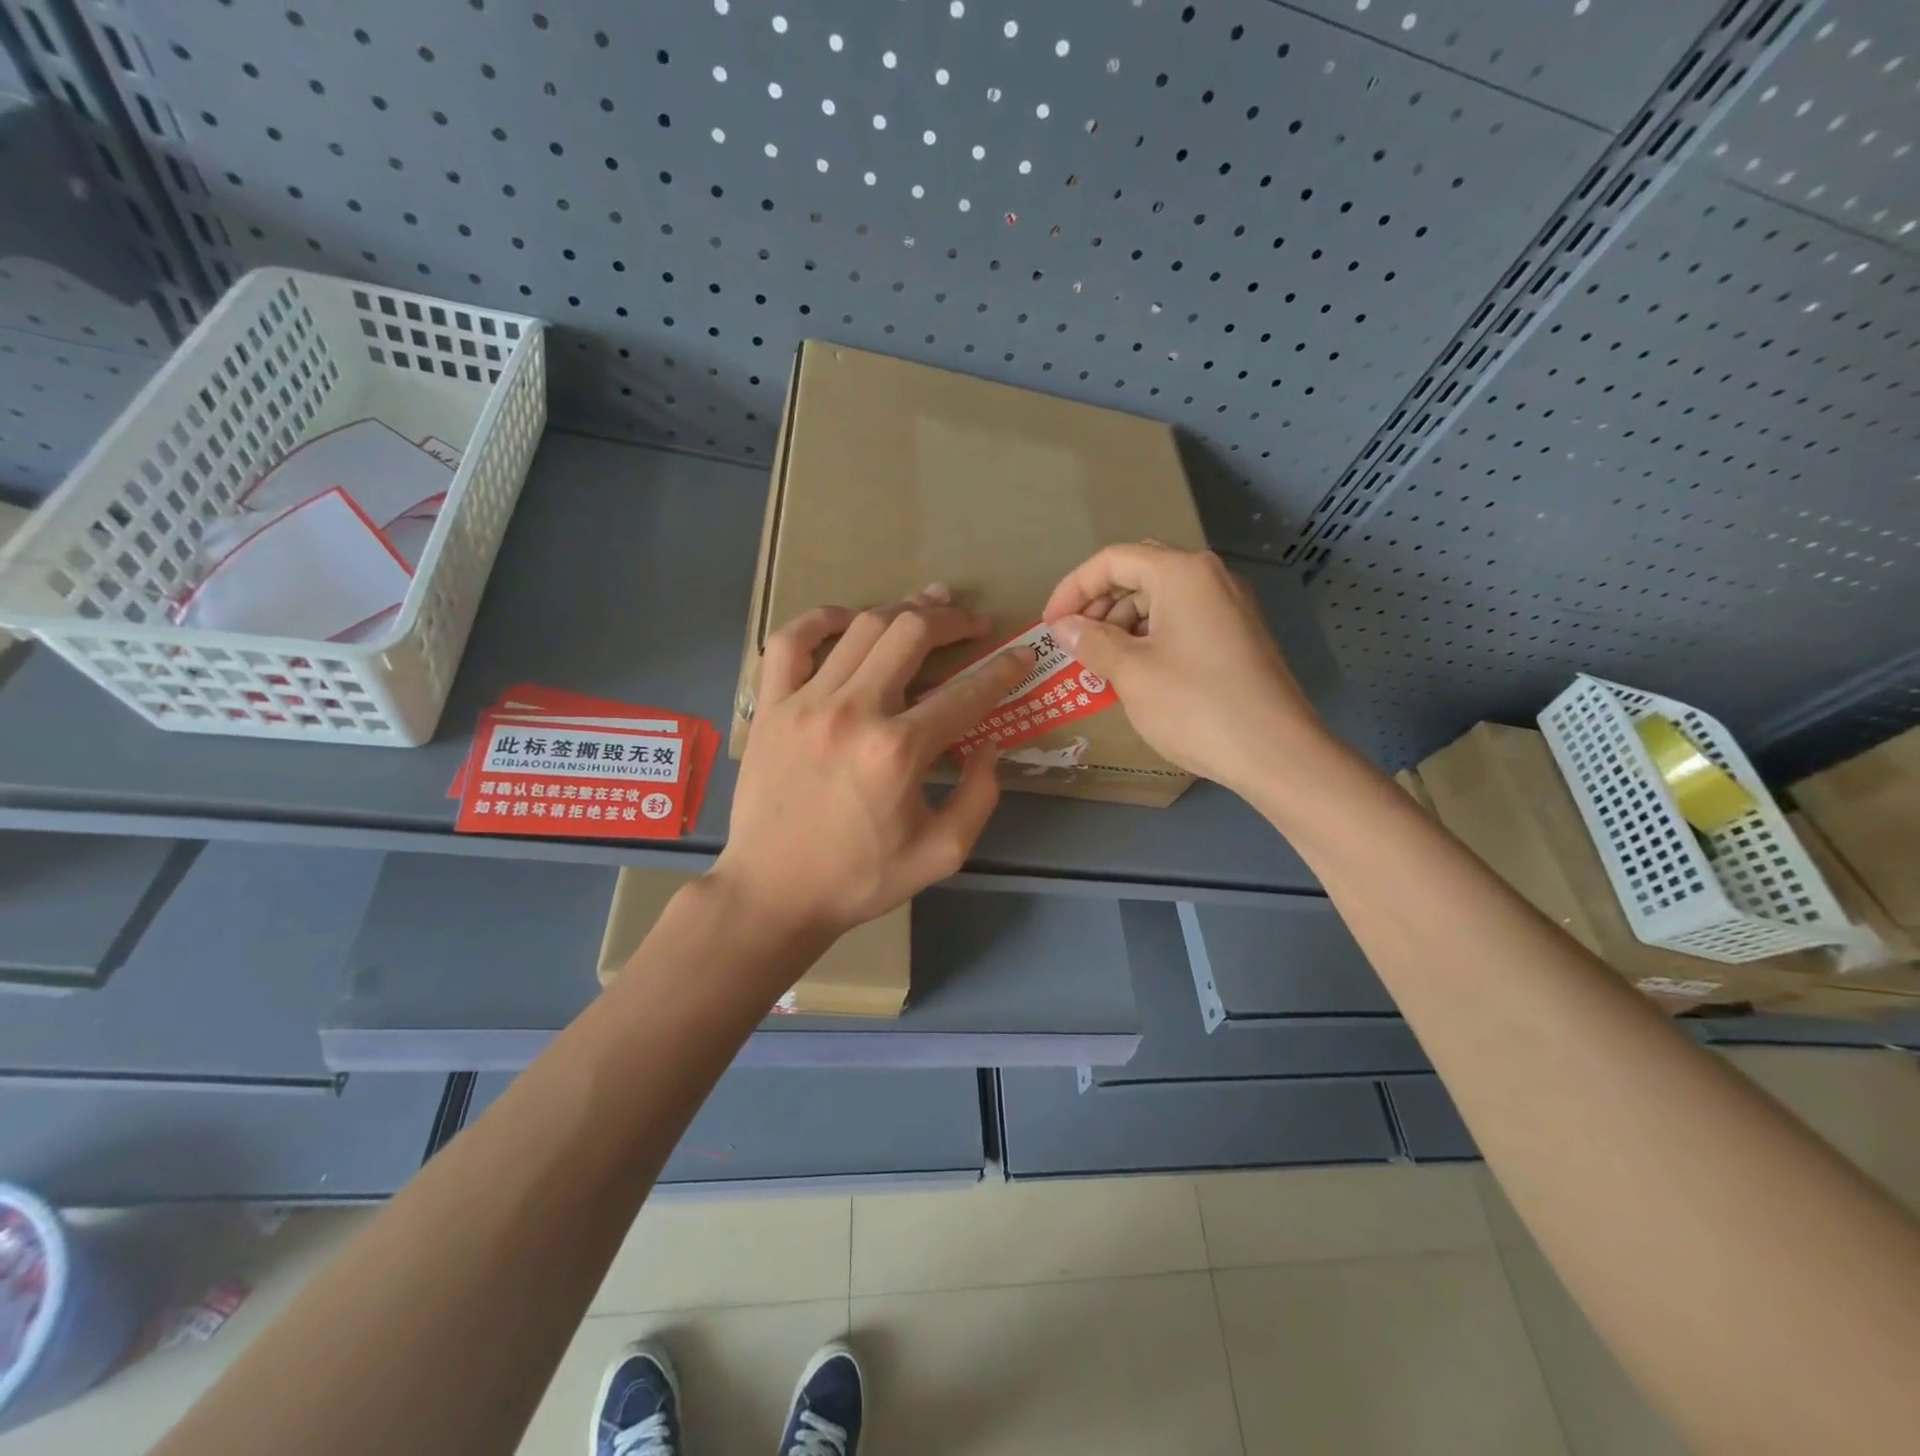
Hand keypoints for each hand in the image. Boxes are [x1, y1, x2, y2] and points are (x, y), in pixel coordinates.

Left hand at [713, 588, 1029, 939]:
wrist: (774, 895)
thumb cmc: (861, 879)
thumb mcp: (942, 853)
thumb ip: (979, 795)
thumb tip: (989, 742)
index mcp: (899, 751)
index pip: (966, 692)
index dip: (1003, 669)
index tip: (1021, 655)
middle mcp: (854, 712)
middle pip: (912, 634)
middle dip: (953, 620)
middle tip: (974, 622)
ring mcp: (805, 703)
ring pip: (861, 628)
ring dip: (902, 610)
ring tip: (926, 607)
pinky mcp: (771, 707)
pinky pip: (792, 641)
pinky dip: (821, 619)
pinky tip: (847, 620)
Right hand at [1043, 544, 1323, 794]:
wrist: (1276, 753)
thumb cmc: (1196, 706)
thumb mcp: (1132, 673)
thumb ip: (1091, 642)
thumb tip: (1064, 627)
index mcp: (1182, 573)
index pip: (1113, 560)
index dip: (1073, 588)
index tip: (1050, 625)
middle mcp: (1210, 578)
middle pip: (1139, 574)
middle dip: (1098, 605)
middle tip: (1074, 644)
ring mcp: (1229, 607)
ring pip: (1160, 599)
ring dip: (1122, 624)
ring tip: (1101, 664)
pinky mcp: (1237, 636)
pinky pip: (1182, 621)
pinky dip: (1150, 638)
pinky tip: (1135, 672)